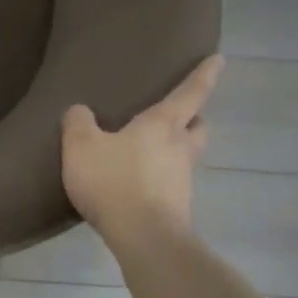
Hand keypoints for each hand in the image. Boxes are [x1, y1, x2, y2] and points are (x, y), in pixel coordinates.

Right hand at [61, 55, 222, 245]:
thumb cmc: (114, 181)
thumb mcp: (81, 146)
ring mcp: (182, 180)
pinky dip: (160, 178)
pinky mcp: (177, 207)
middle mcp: (179, 148)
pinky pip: (171, 183)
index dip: (204, 75)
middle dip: (193, 118)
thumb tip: (80, 111)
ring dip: (176, 149)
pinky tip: (137, 183)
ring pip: (187, 155)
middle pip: (198, 126)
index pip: (189, 93)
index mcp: (162, 125)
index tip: (219, 59)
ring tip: (149, 151)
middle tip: (180, 115)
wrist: (144, 238)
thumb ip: (78, 122)